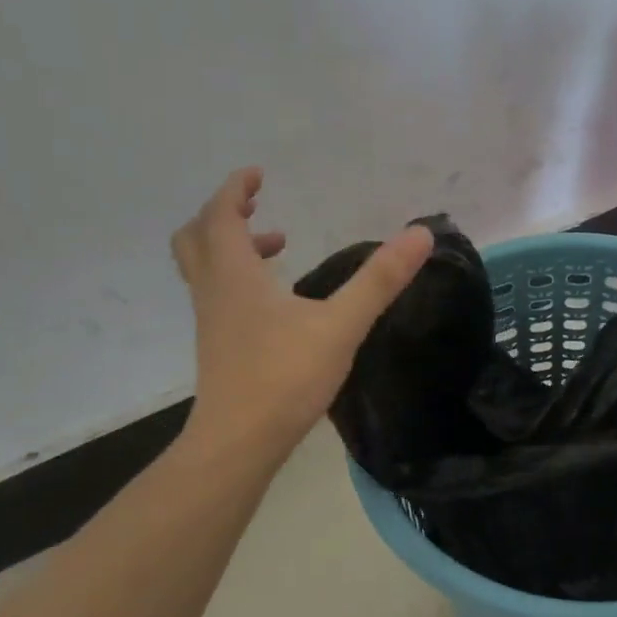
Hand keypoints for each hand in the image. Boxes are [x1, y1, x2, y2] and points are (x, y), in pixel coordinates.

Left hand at [170, 168, 433, 459]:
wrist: (239, 441)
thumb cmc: (286, 376)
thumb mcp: (341, 325)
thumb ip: (380, 280)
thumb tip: (419, 234)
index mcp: (234, 275)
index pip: (220, 216)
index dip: (234, 189)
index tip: (256, 174)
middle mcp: (214, 292)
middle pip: (196, 238)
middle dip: (223, 216)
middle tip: (256, 209)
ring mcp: (212, 323)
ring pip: (205, 269)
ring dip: (232, 249)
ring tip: (277, 250)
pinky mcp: (219, 348)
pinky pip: (218, 296)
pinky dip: (239, 280)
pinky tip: (278, 304)